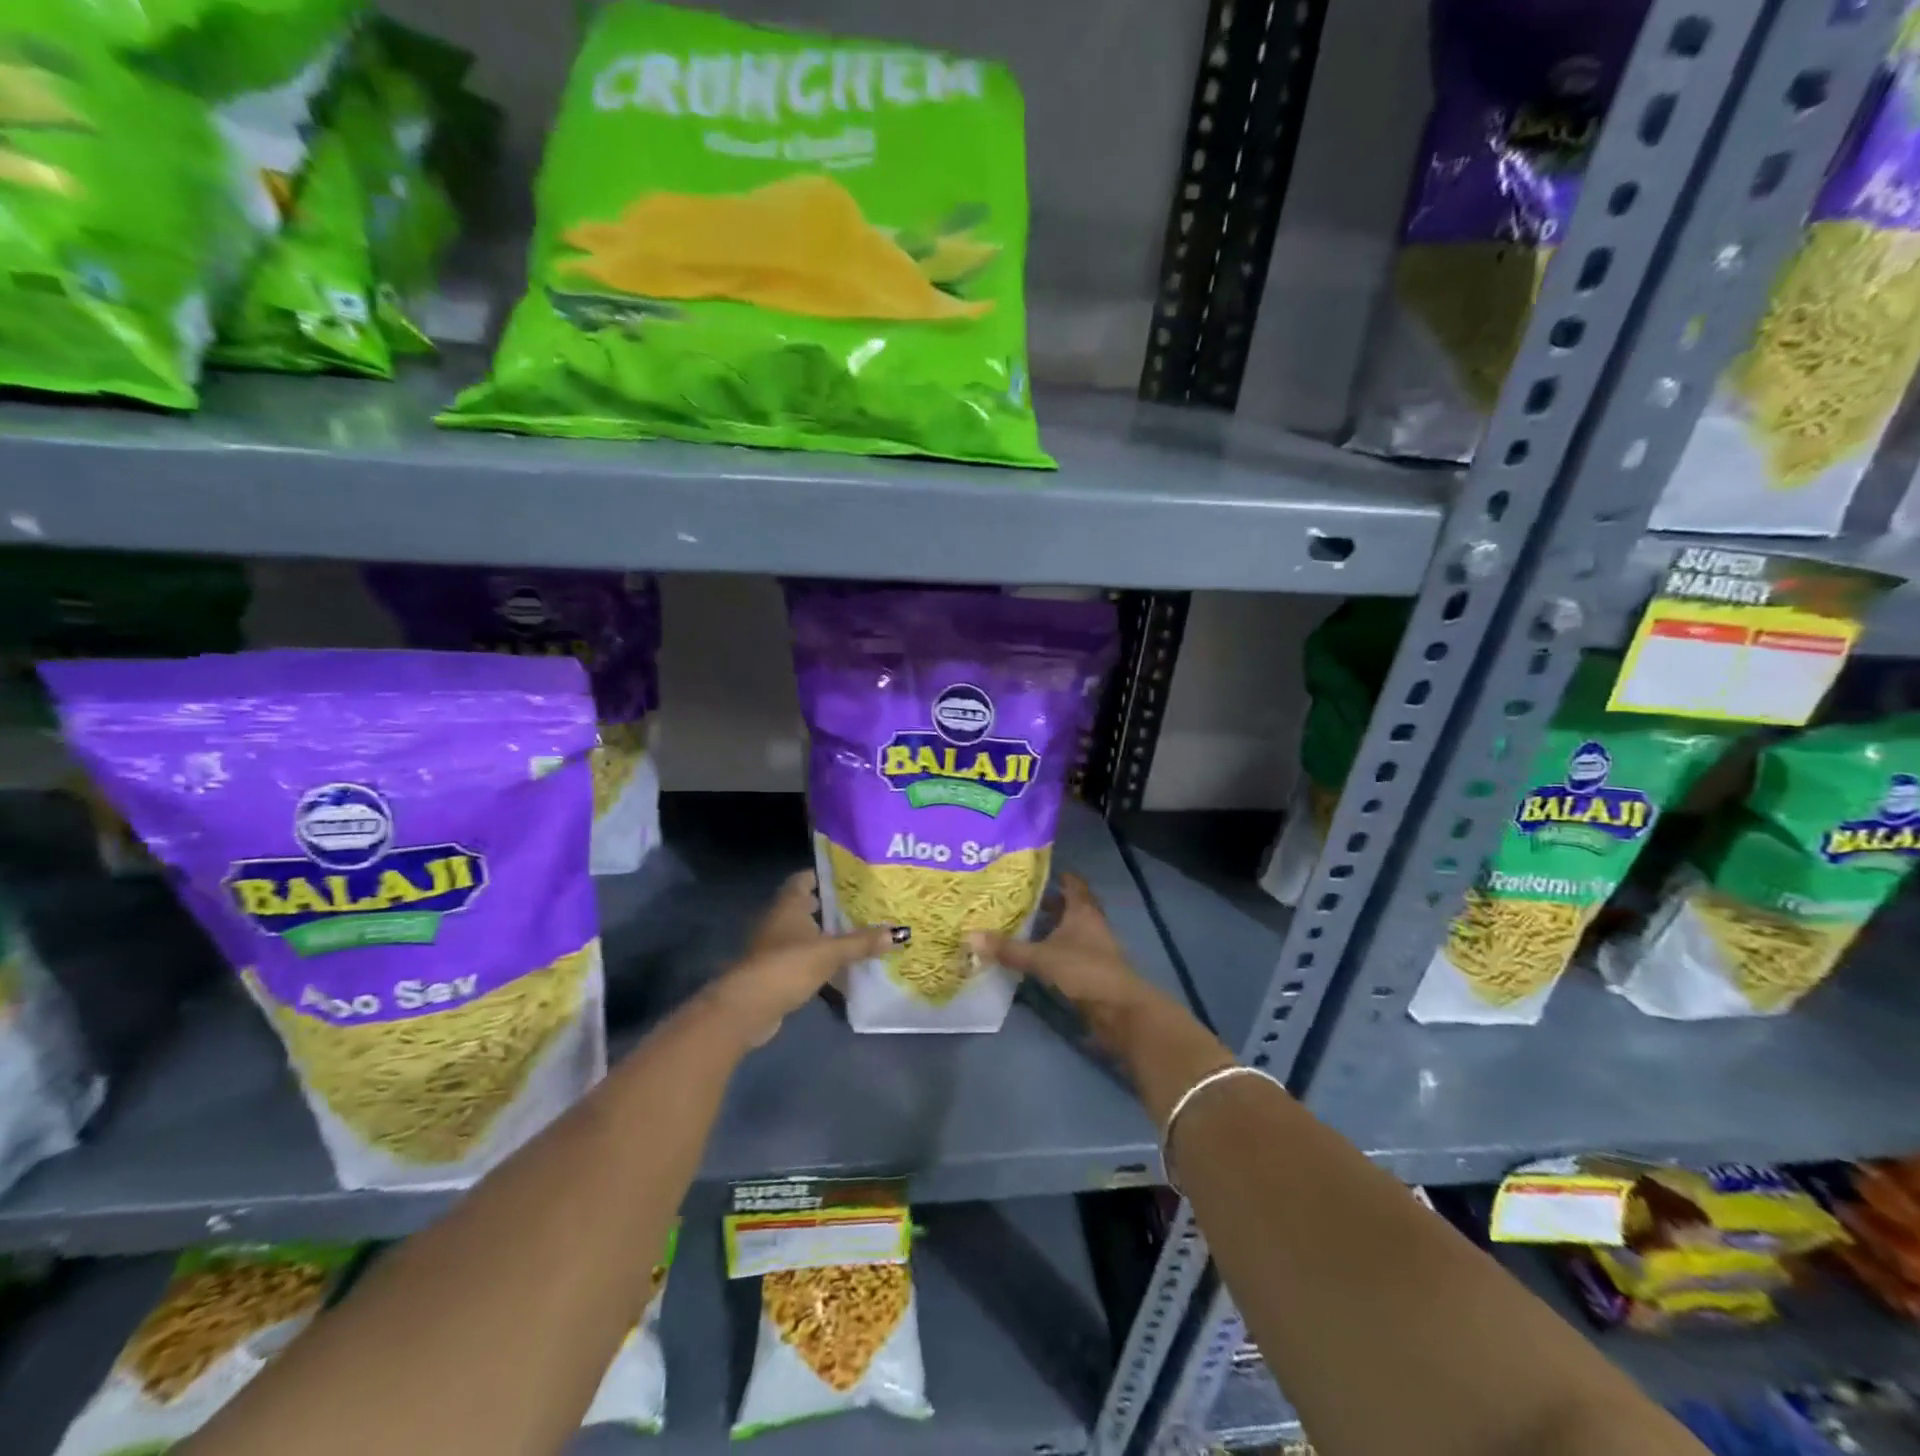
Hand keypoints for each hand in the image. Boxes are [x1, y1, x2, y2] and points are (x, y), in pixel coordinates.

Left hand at [708, 870, 898, 1046]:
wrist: (748, 1007)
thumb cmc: (788, 965)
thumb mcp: (831, 952)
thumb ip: (862, 942)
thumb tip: (898, 932)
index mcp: (789, 904)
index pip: (804, 879)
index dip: (824, 876)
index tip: (849, 878)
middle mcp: (778, 919)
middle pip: (804, 905)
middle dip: (829, 906)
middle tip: (860, 906)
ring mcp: (773, 946)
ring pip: (802, 933)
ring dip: (823, 934)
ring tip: (855, 935)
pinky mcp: (773, 971)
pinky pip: (800, 957)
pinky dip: (816, 958)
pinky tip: (837, 966)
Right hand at [966, 872, 1154, 1024]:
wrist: (1119, 1010)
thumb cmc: (1084, 971)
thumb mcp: (1041, 958)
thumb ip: (1008, 949)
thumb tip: (970, 936)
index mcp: (1083, 910)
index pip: (1072, 883)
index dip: (1056, 875)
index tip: (1033, 872)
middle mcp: (1091, 923)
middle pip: (1070, 906)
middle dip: (1048, 902)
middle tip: (1019, 899)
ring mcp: (1094, 946)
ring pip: (1070, 929)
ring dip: (1051, 927)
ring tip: (1022, 926)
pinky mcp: (1092, 968)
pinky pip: (1070, 950)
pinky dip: (1054, 948)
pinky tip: (1035, 955)